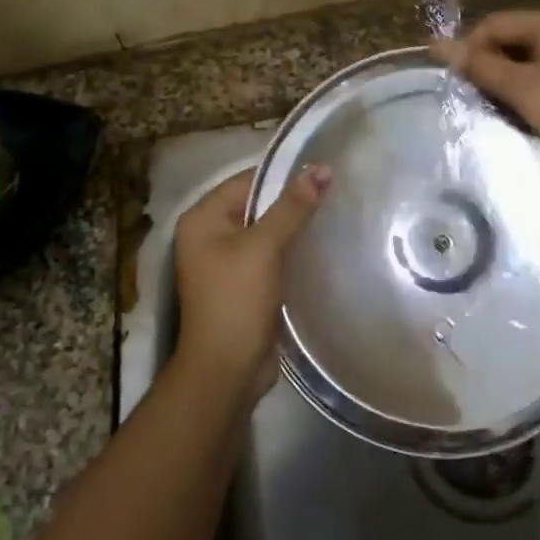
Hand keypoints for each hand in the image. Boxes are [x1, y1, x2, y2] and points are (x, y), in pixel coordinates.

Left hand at [172, 165, 330, 394]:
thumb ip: (292, 207)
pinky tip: (323, 246)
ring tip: (336, 215)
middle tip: (337, 193)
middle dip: (293, 202)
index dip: (284, 176)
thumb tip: (322, 168)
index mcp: (203, 219)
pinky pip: (272, 256)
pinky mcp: (245, 284)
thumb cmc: (236, 300)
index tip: (325, 172)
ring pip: (268, 232)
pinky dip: (293, 251)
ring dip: (296, 227)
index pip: (247, 181)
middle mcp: (210, 235)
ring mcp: (227, 262)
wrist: (227, 371)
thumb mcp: (264, 248)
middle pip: (258, 205)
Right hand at [432, 11, 539, 172]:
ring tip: (484, 99)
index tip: (451, 75)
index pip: (494, 23)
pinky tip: (509, 106)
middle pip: (507, 38)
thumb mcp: (518, 87)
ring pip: (520, 58)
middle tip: (465, 89)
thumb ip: (478, 65)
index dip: (468, 45)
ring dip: (499, 76)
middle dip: (484, 61)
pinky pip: (535, 73)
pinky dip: (517, 86)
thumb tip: (436, 45)